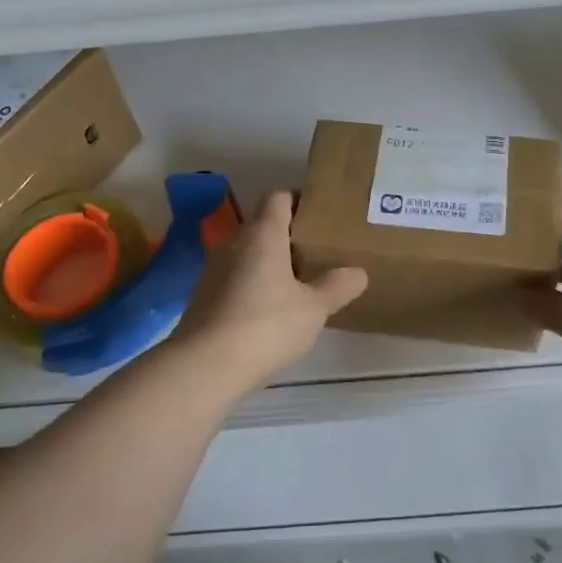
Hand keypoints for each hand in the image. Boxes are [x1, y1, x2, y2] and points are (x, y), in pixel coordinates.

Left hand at [172, 191, 367, 390]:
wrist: (205, 364)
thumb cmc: (266, 325)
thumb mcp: (313, 309)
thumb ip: (337, 287)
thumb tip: (358, 273)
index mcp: (263, 233)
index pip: (280, 197)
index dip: (300, 201)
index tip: (321, 217)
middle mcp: (235, 241)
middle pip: (263, 225)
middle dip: (288, 236)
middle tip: (317, 254)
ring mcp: (214, 267)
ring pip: (247, 252)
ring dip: (269, 262)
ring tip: (296, 283)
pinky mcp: (203, 294)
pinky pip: (234, 277)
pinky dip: (251, 284)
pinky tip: (268, 310)